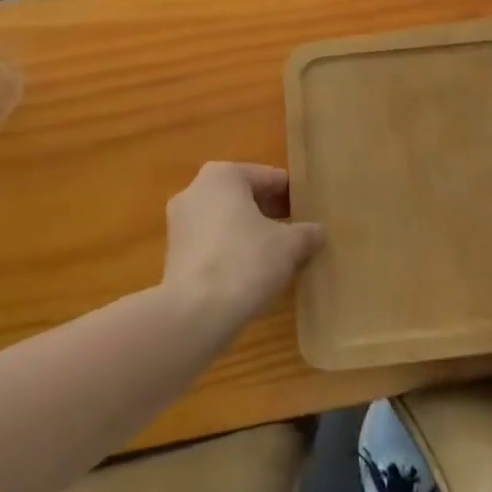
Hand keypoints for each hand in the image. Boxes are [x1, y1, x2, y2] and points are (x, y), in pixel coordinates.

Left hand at [163, 162, 324, 336]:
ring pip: (227, 221)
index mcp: (223, 175)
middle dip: (271, 214)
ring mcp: (180, 224)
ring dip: (252, 234)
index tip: (311, 213)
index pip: (270, 178)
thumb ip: (306, 233)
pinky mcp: (173, 256)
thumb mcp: (289, 246)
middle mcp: (196, 190)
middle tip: (298, 233)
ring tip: (278, 257)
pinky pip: (213, 244)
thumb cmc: (245, 262)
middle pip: (245, 197)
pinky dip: (232, 252)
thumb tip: (318, 232)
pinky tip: (252, 275)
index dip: (293, 196)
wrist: (193, 316)